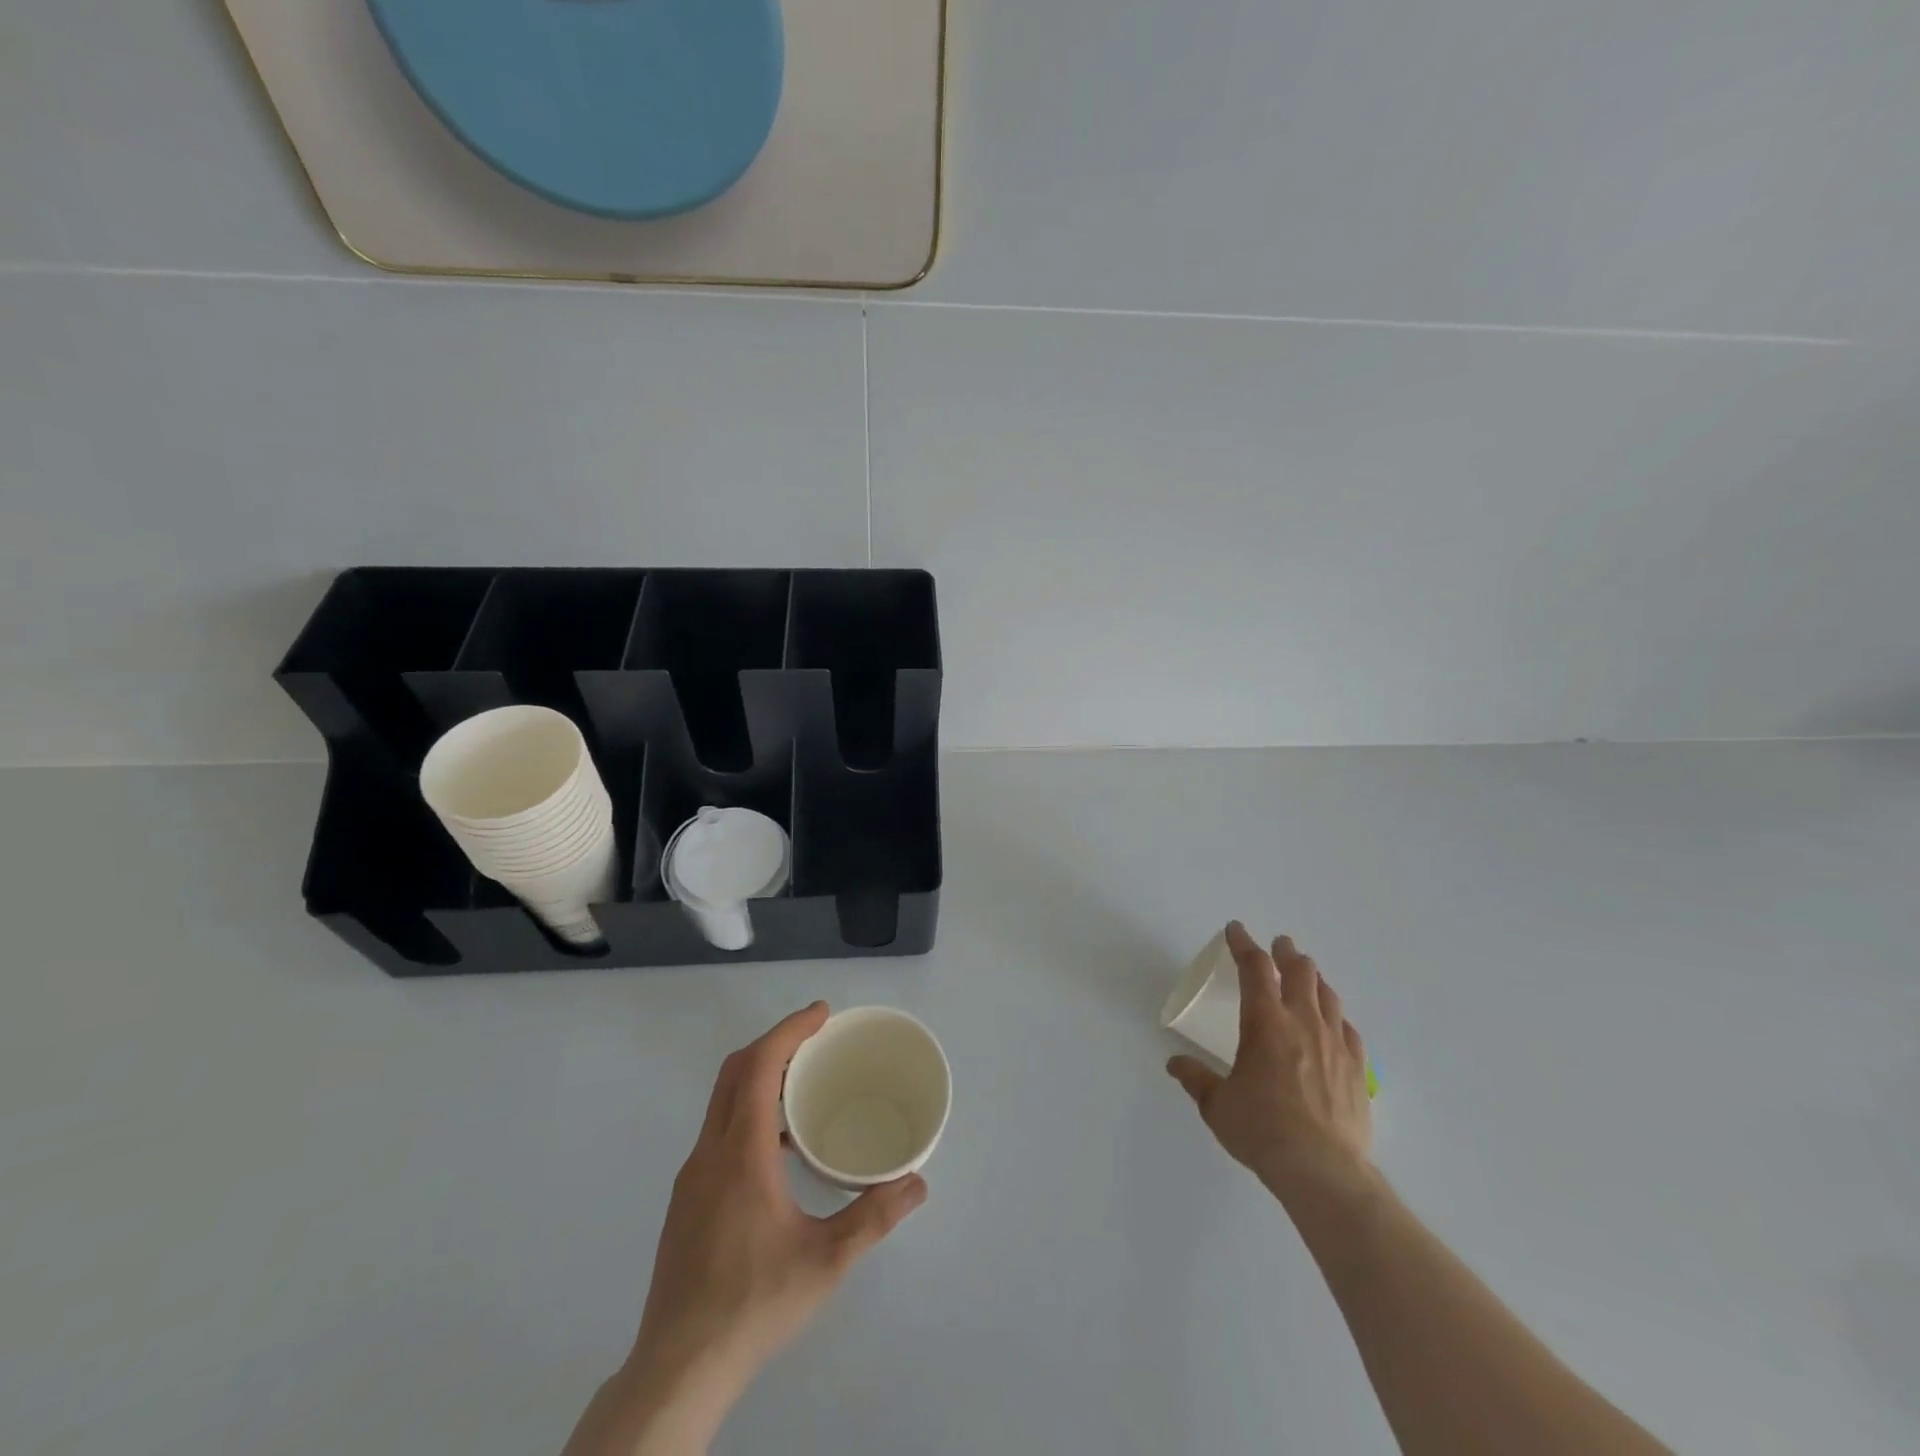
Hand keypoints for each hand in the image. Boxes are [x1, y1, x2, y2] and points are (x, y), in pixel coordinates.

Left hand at [632, 1002, 926, 1396]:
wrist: (678, 1368)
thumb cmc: (754, 1304)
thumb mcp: (827, 1260)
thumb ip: (875, 1216)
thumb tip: (917, 1182)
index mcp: (740, 1153)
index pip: (758, 1066)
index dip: (790, 1030)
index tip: (821, 1014)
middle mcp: (709, 1153)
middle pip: (735, 1072)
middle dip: (775, 1043)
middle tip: (816, 1040)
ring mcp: (691, 1177)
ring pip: (722, 1102)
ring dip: (759, 1078)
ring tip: (802, 1087)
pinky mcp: (685, 1200)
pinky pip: (718, 1132)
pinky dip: (747, 1112)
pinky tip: (777, 1149)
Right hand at [1167, 922, 1373, 1208]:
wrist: (1323, 1171)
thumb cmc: (1262, 1130)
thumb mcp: (1217, 1105)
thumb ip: (1196, 1079)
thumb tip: (1175, 1063)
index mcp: (1265, 1022)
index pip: (1254, 967)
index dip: (1243, 943)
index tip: (1235, 929)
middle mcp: (1302, 1022)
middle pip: (1299, 970)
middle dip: (1286, 952)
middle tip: (1278, 946)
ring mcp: (1335, 1043)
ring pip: (1327, 994)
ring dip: (1313, 978)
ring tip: (1305, 975)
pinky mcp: (1357, 1068)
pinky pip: (1348, 1028)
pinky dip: (1335, 1016)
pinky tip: (1332, 1022)